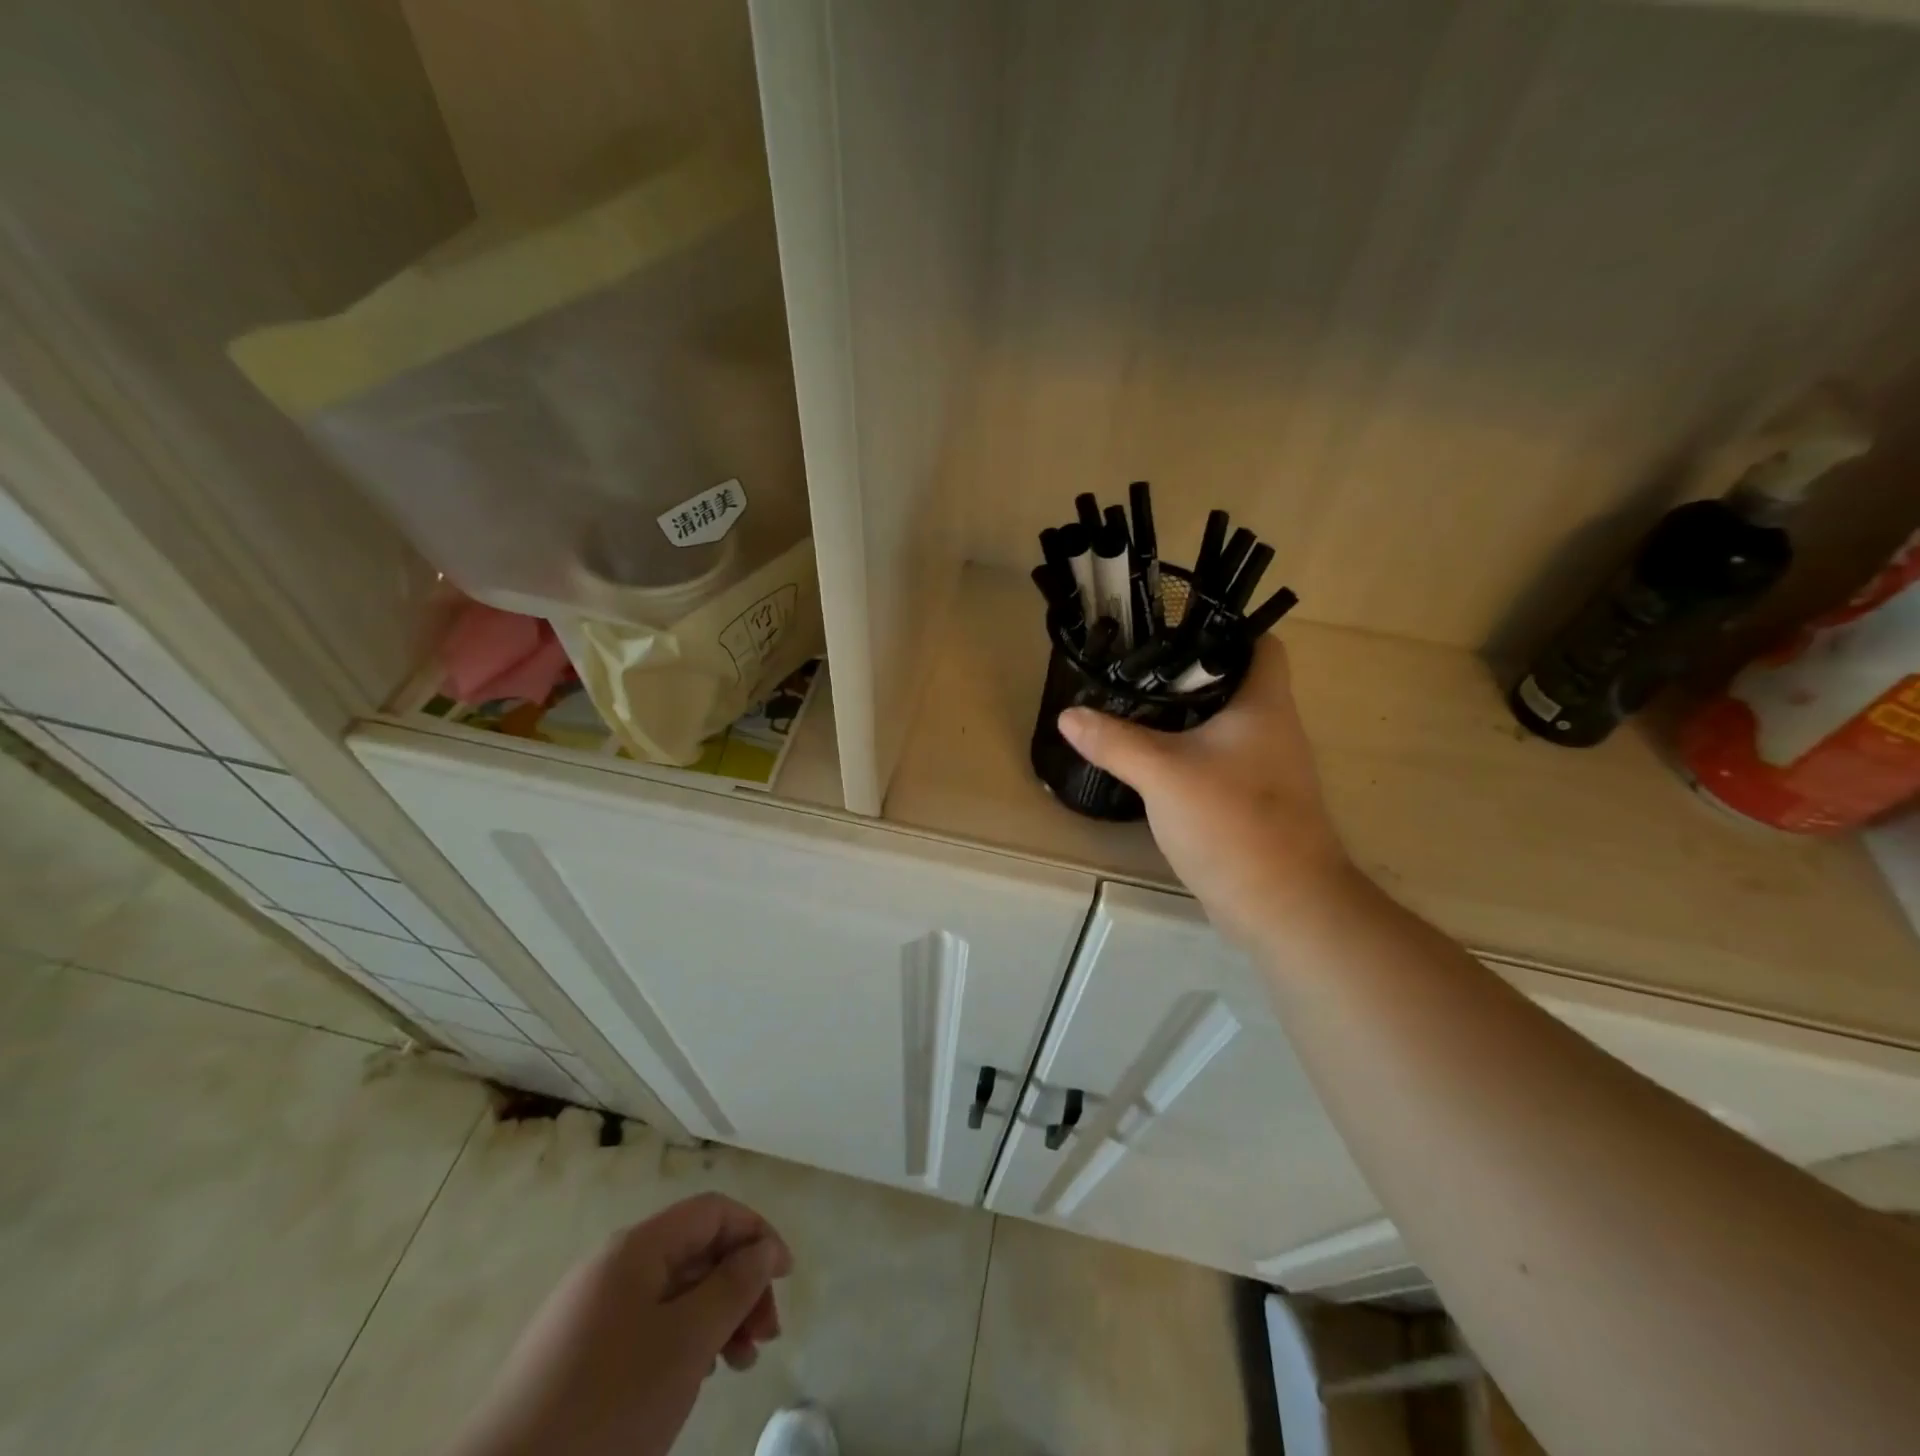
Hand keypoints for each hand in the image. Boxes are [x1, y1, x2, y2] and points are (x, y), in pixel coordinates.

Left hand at [448, 1193, 791, 1455]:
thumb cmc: (605, 1407)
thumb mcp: (686, 1342)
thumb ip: (733, 1286)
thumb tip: (763, 1249)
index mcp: (635, 1249)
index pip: (712, 1211)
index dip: (756, 1233)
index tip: (786, 1278)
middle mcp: (611, 1267)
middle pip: (694, 1251)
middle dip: (739, 1285)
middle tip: (765, 1338)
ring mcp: (589, 1313)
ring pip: (673, 1293)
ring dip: (715, 1317)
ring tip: (738, 1363)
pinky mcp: (574, 1358)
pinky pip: (646, 1326)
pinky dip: (682, 1341)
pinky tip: (693, 1378)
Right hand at [1059, 637, 1358, 948]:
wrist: (1283, 905)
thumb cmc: (1233, 823)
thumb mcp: (1163, 775)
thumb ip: (1115, 741)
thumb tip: (1068, 714)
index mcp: (1265, 704)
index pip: (1259, 643)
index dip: (1220, 629)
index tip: (1170, 630)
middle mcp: (1273, 728)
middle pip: (1233, 682)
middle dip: (1186, 673)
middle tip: (1133, 668)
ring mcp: (1267, 767)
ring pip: (1223, 724)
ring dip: (1184, 715)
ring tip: (1132, 706)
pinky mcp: (1253, 800)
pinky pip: (1218, 760)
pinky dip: (1188, 754)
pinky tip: (1151, 761)